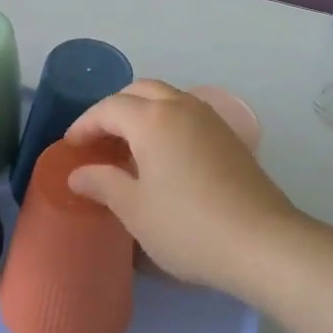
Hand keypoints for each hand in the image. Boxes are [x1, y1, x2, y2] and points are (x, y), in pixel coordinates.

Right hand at [65, 80, 302, 292]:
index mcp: (152, 119)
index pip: (109, 108)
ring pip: (166, 98)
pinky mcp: (228, 135)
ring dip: (142, 112)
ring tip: (129, 147)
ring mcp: (209, 118)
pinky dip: (166, 121)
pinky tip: (164, 155)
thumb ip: (103, 184)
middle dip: (114, 110)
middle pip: (139, 91)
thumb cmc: (188, 226)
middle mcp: (181, 106)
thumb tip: (78, 174)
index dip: (85, 124)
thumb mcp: (135, 210)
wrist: (262, 241)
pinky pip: (187, 113)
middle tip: (99, 140)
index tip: (71, 147)